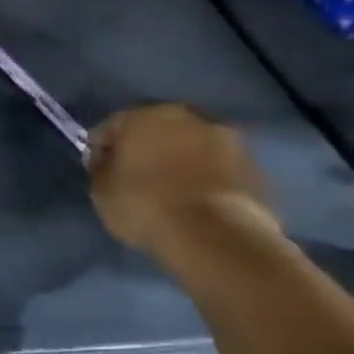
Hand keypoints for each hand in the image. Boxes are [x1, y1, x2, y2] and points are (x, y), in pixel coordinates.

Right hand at [88, 104, 278, 256]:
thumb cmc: (144, 205)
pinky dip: (205, 177)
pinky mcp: (256, 167)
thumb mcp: (100, 189)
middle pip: (157, 131)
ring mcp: (230, 141)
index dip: (101, 150)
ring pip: (191, 147)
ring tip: (169, 190)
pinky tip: (195, 200)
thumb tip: (110, 160)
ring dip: (179, 161)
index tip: (98, 172)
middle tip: (135, 177)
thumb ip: (103, 167)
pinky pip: (217, 167)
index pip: (111, 127)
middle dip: (145, 149)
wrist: (216, 236)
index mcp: (145, 116)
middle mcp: (189, 118)